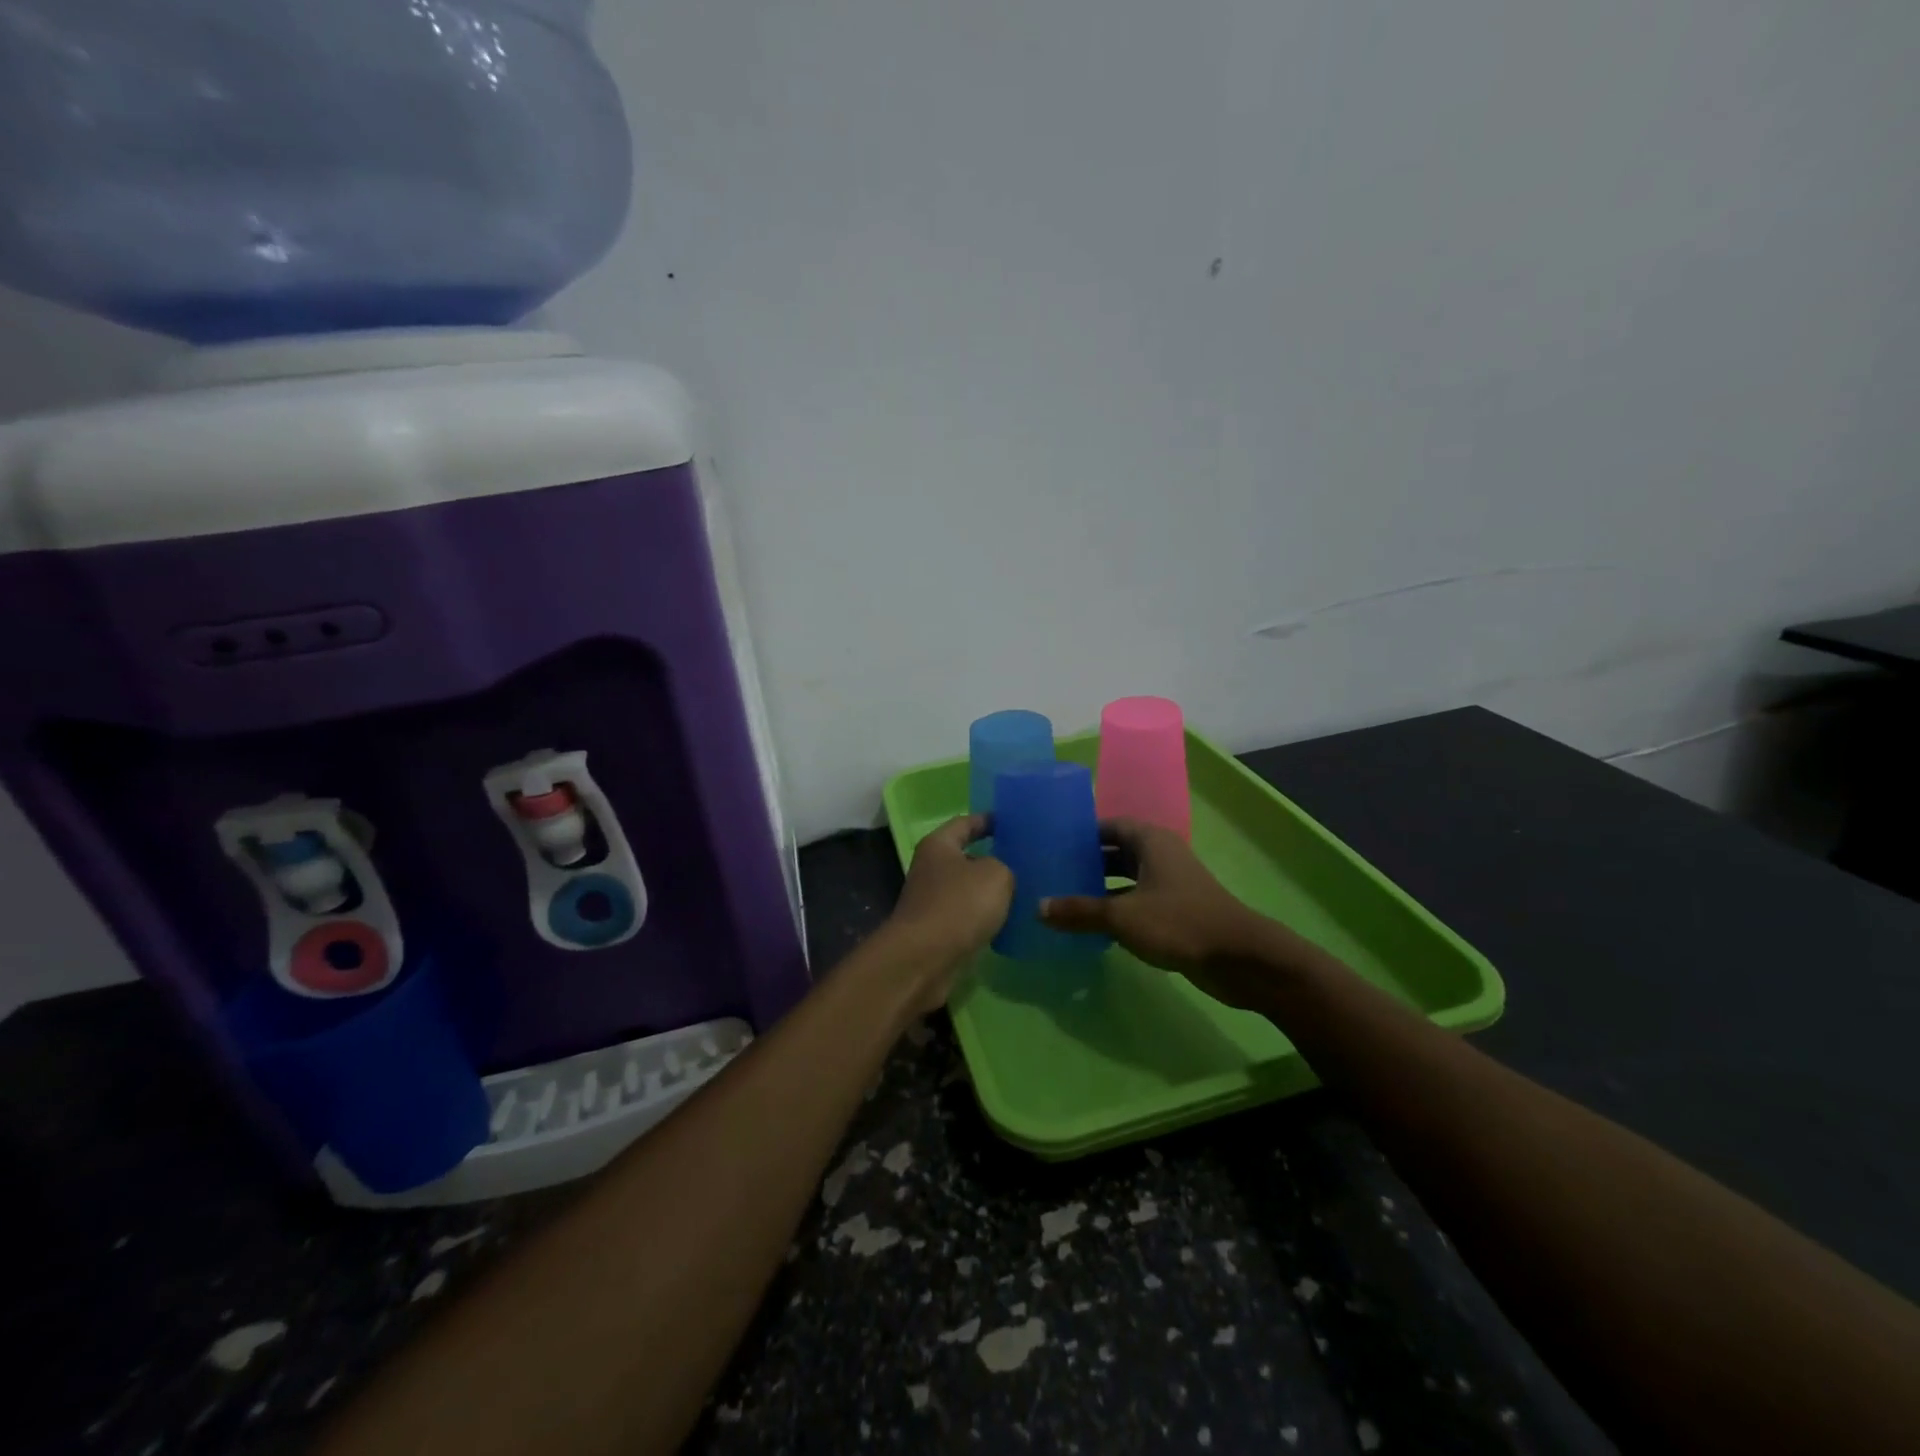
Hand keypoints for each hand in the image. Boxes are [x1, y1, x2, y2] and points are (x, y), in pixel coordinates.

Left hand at [884, 814, 1013, 1008]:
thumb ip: (1005, 867)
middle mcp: (930, 869)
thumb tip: (1001, 876)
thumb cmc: (959, 904)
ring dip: (990, 892)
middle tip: (1026, 860)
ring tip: (1025, 892)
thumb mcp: (996, 874)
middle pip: (966, 857)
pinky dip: (985, 919)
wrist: (925, 959)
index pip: (965, 823)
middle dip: (993, 859)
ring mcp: (932, 902)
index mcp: (939, 845)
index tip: (1012, 823)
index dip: (988, 820)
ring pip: (968, 890)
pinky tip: (1009, 923)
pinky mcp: (937, 931)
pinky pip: (967, 917)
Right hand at [1040, 818, 1305, 1010]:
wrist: (1239, 959)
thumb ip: (1079, 911)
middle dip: (1087, 862)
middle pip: (1116, 852)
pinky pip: (1137, 902)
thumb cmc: (1178, 922)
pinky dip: (1116, 909)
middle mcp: (1161, 856)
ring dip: (1100, 888)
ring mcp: (1170, 884)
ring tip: (1063, 898)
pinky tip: (1092, 926)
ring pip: (1127, 879)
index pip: (1109, 825)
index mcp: (1151, 841)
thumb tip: (1038, 908)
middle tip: (1051, 872)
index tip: (1052, 843)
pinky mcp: (1176, 912)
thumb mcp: (1121, 916)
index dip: (1081, 832)